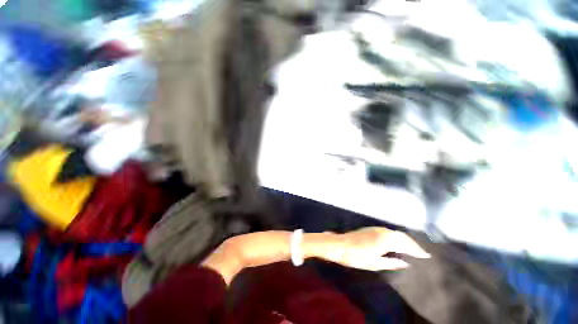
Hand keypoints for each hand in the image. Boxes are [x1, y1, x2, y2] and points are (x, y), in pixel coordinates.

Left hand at [305, 227, 429, 270]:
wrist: (338, 245)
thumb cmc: (355, 257)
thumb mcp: (374, 263)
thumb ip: (392, 263)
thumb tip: (406, 263)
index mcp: (388, 240)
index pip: (407, 245)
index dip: (418, 251)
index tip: (427, 256)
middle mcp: (387, 231)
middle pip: (405, 238)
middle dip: (415, 245)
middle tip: (423, 253)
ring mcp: (380, 229)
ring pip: (399, 234)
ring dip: (408, 241)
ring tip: (414, 249)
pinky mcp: (375, 229)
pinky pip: (393, 233)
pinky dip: (400, 238)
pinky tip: (399, 244)